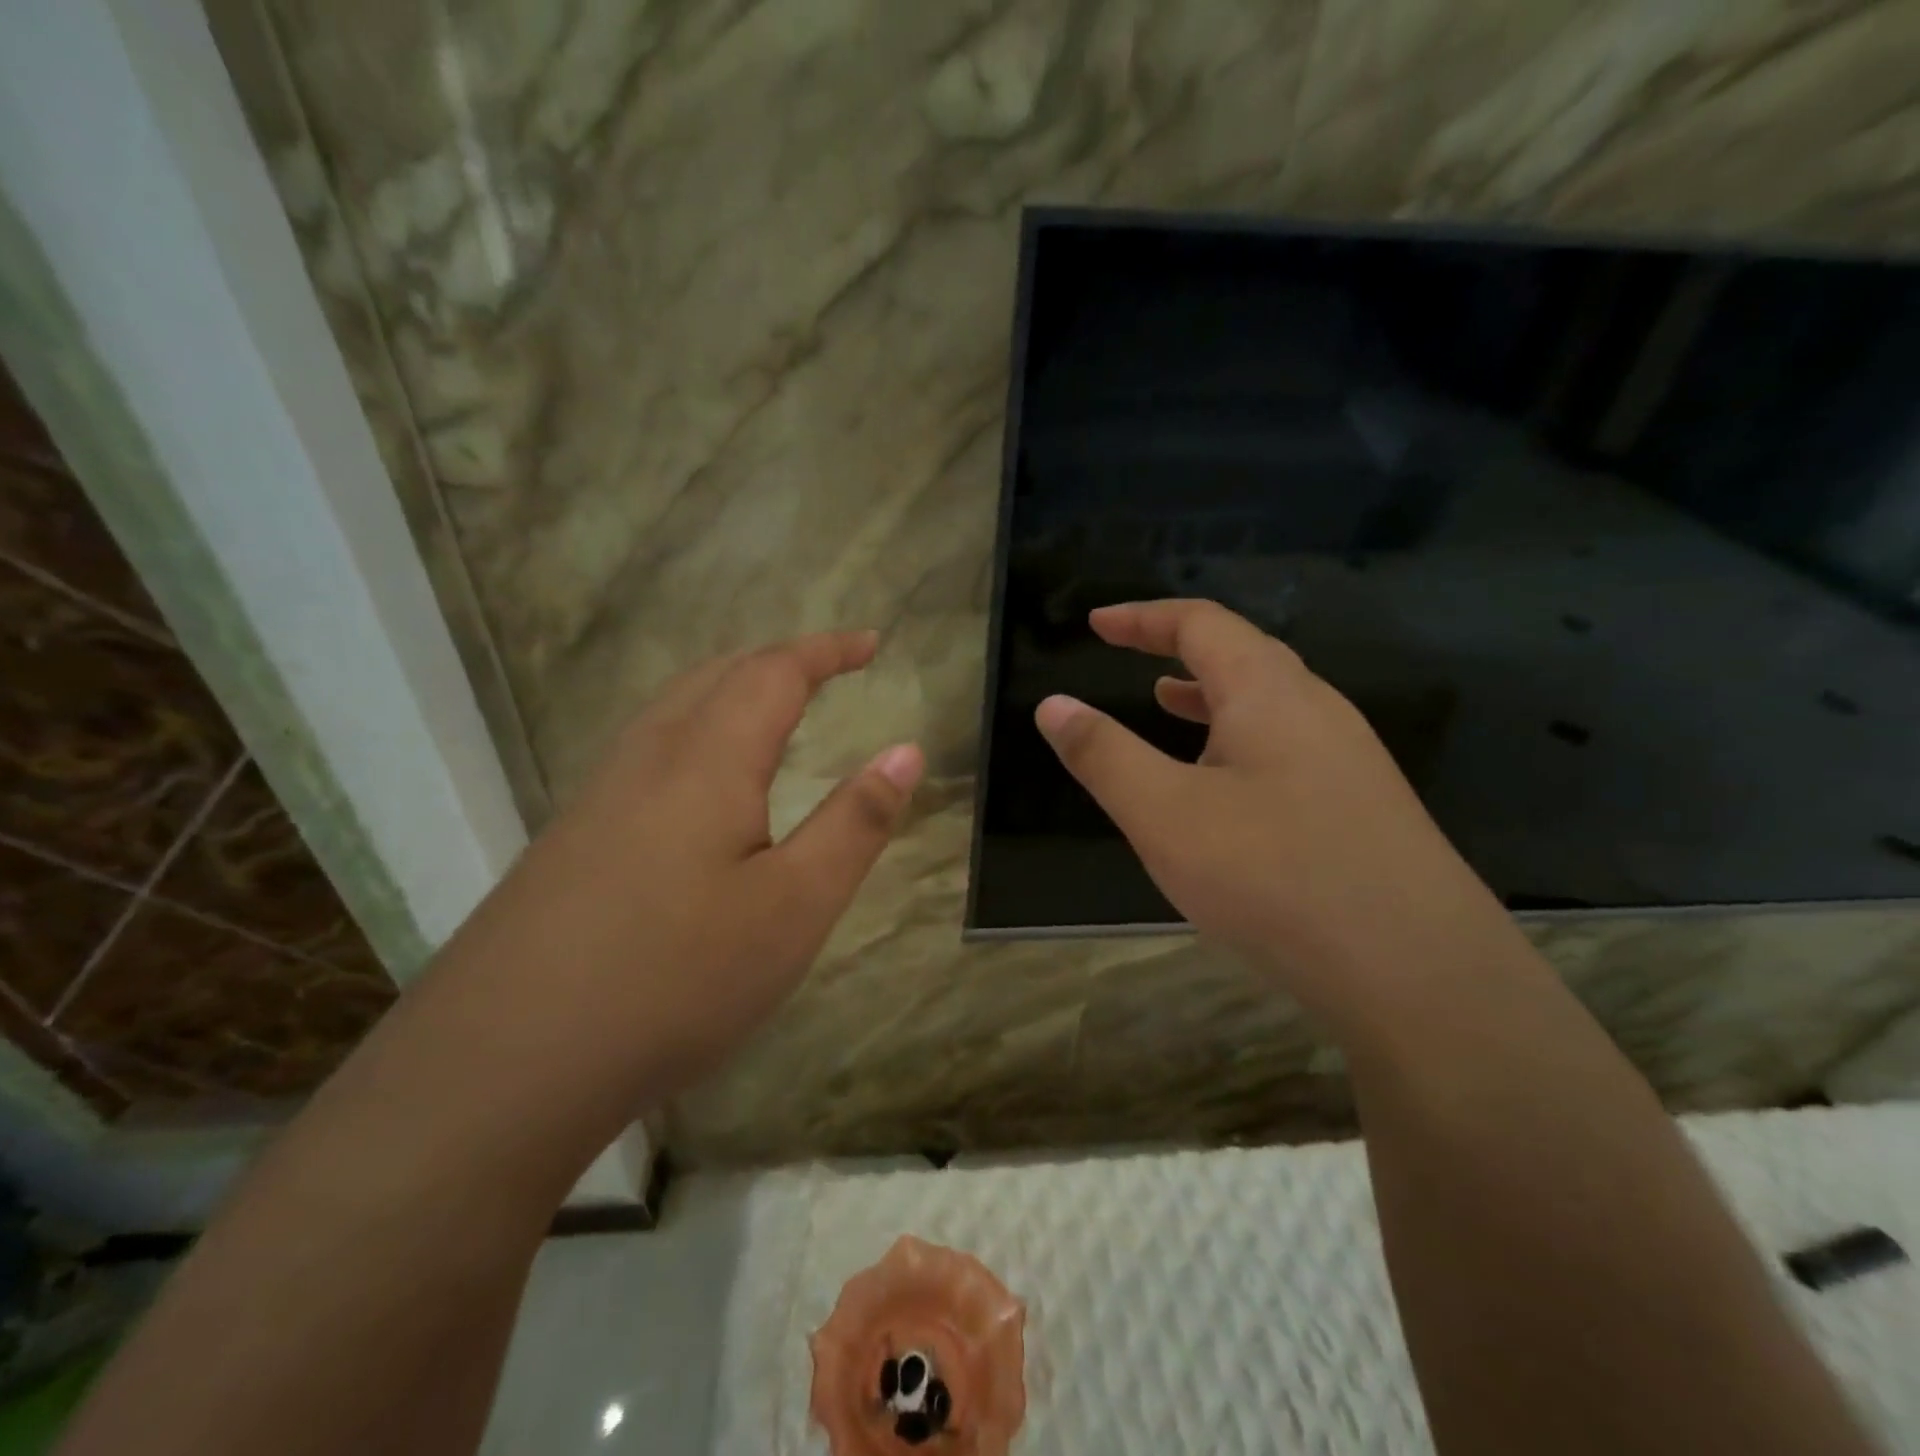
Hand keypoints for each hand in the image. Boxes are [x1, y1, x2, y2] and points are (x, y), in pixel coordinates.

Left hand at [435, 630, 922, 1143]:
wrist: (501, 1065)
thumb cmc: (676, 978)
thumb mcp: (794, 906)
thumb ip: (855, 823)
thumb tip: (906, 750)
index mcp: (707, 759)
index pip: (774, 672)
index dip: (827, 651)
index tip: (871, 643)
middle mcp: (647, 758)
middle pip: (716, 676)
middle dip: (779, 661)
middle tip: (828, 671)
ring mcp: (598, 796)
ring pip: (673, 709)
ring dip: (731, 690)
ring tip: (773, 710)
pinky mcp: (571, 838)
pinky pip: (646, 750)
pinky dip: (696, 730)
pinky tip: (700, 784)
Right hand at [1034, 600, 1513, 1025]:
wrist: (1420, 973)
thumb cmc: (1275, 877)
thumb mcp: (1165, 815)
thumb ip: (1104, 756)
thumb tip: (1052, 705)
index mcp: (1269, 693)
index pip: (1201, 624)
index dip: (1142, 618)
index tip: (1096, 622)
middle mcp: (1317, 710)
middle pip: (1241, 654)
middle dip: (1176, 648)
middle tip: (1126, 655)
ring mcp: (1348, 759)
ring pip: (1268, 704)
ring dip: (1209, 695)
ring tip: (1163, 704)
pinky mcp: (1361, 808)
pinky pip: (1286, 748)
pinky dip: (1237, 742)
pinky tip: (1222, 786)